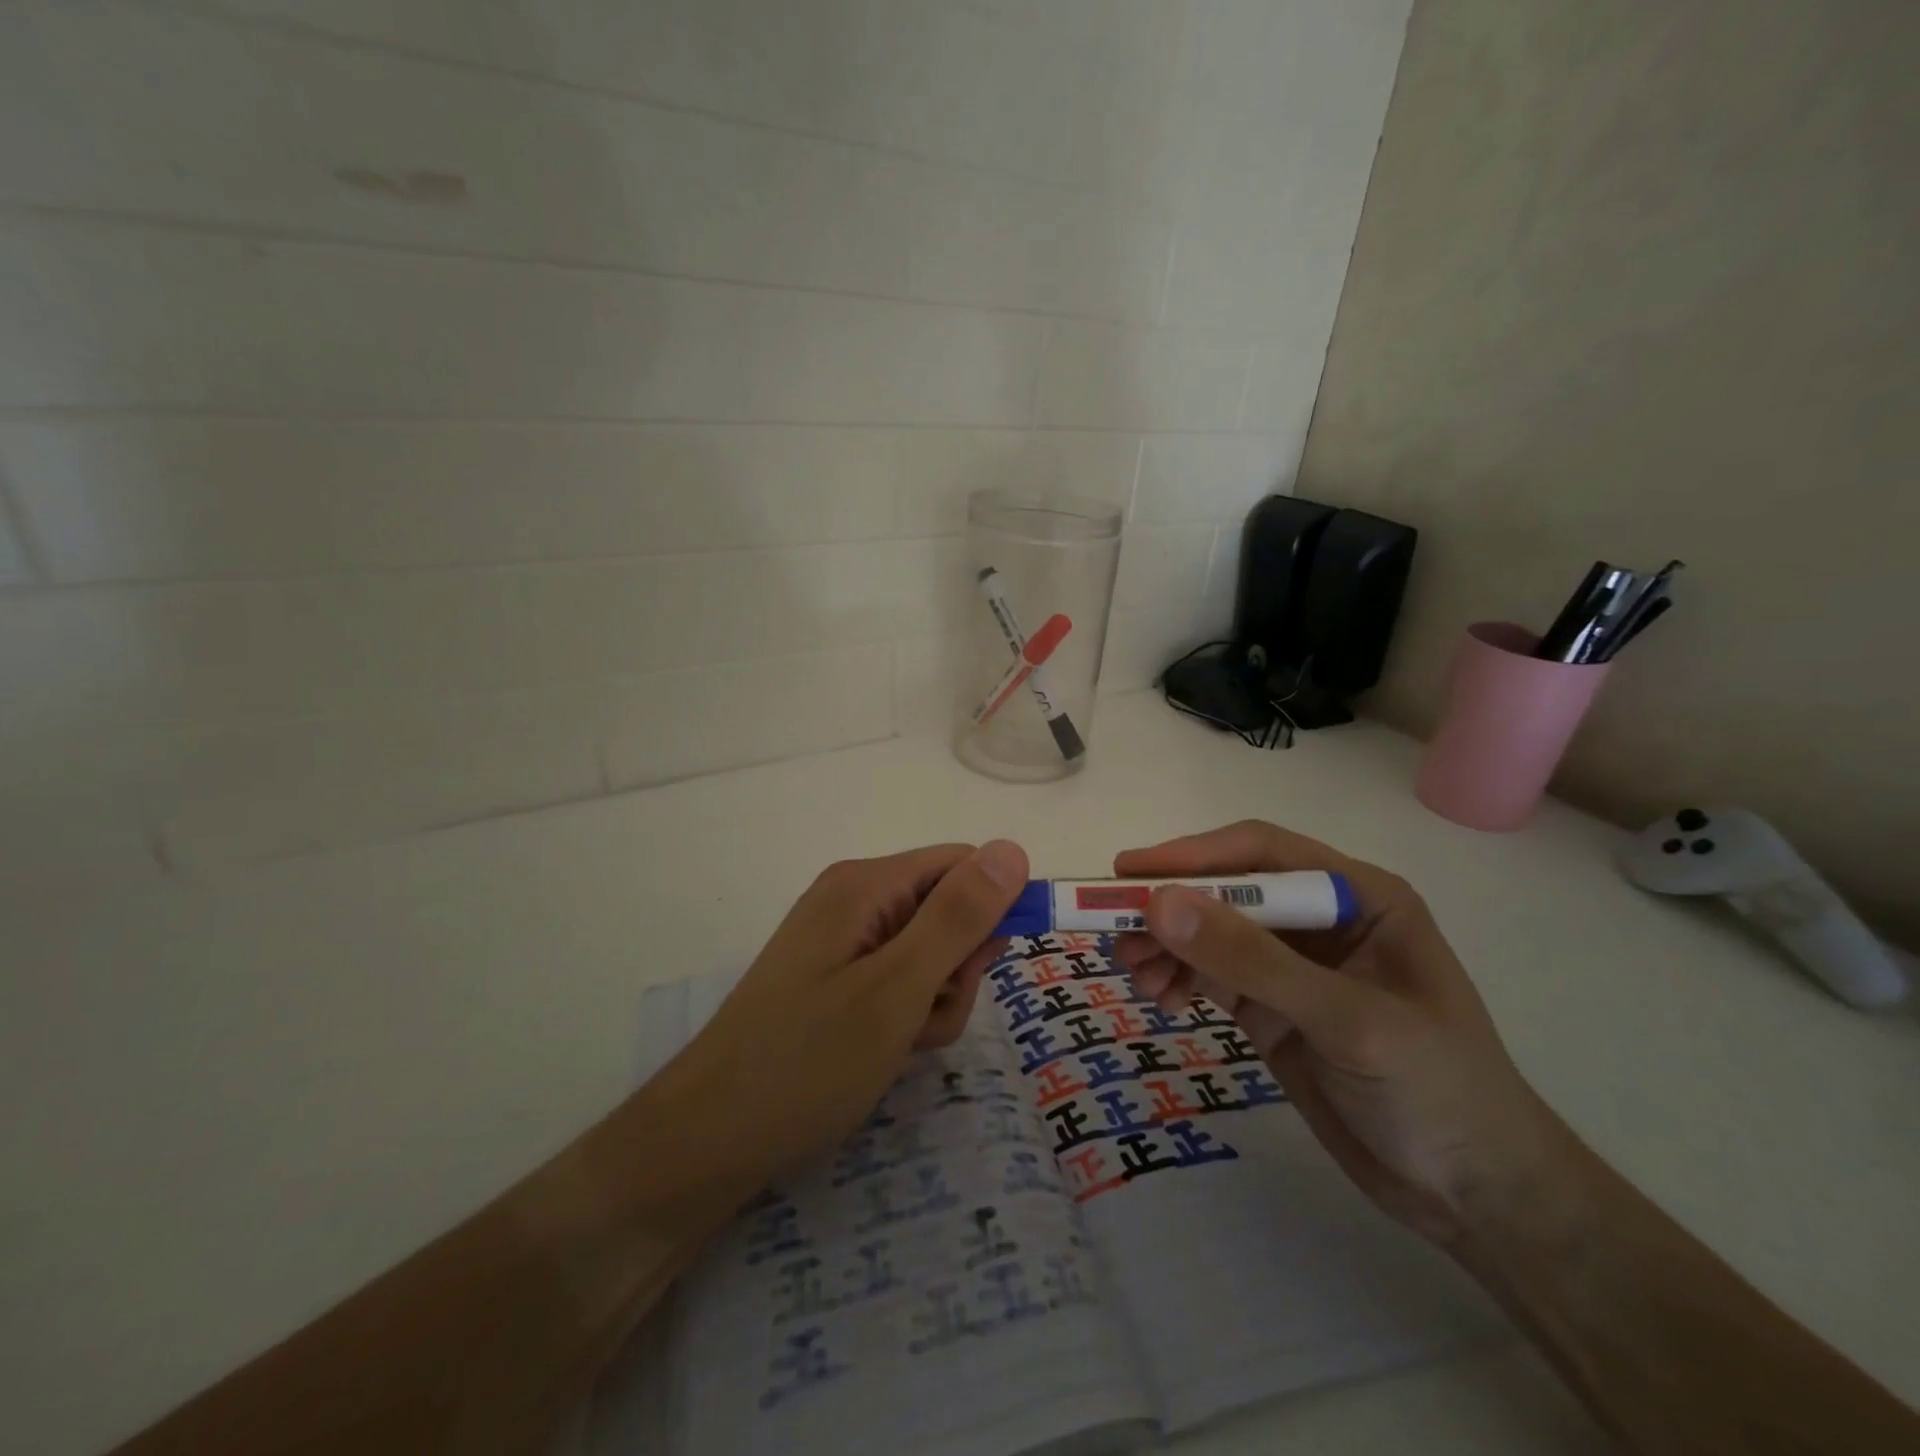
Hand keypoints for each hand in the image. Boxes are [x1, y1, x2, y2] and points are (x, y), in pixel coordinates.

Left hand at [655, 840, 1028, 1188]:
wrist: (707, 1141)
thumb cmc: (807, 1061)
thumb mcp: (898, 988)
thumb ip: (959, 917)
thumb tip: (1013, 848)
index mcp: (866, 884)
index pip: (962, 866)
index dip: (992, 909)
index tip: (990, 967)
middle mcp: (854, 900)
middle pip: (947, 912)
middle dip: (956, 970)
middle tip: (925, 1018)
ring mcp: (842, 942)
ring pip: (928, 956)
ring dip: (933, 1003)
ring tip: (898, 1045)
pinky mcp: (835, 979)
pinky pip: (897, 983)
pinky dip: (906, 1017)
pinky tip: (883, 1054)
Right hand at [1112, 821, 1566, 1245]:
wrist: (1476, 1196)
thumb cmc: (1438, 1091)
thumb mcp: (1348, 1021)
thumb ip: (1253, 960)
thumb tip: (1159, 903)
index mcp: (1358, 895)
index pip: (1261, 854)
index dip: (1192, 857)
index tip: (1128, 874)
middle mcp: (1320, 918)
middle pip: (1226, 892)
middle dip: (1170, 909)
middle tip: (1114, 932)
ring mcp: (1292, 964)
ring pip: (1209, 933)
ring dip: (1166, 945)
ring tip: (1134, 973)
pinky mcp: (1270, 1007)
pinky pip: (1209, 975)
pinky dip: (1176, 978)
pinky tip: (1160, 998)